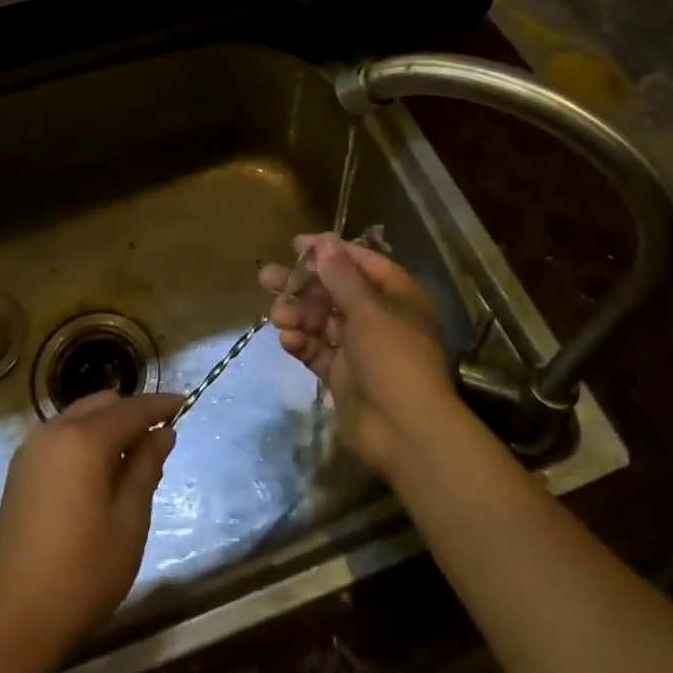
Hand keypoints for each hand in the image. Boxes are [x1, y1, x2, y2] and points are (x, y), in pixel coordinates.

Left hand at [0, 389, 182, 667]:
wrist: (15, 622)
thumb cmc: (83, 573)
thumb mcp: (129, 522)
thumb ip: (146, 468)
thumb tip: (162, 433)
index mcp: (84, 440)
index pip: (132, 409)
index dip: (160, 405)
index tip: (185, 403)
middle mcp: (54, 431)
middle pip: (102, 405)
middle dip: (132, 413)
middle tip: (159, 439)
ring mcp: (32, 449)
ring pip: (79, 417)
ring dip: (107, 426)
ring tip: (132, 458)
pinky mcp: (20, 470)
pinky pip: (61, 436)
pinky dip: (85, 439)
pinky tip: (99, 471)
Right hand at [260, 233, 457, 474]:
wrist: (405, 431)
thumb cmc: (393, 356)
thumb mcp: (368, 309)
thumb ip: (341, 276)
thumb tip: (324, 242)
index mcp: (397, 296)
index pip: (361, 263)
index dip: (330, 251)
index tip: (297, 244)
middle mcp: (379, 318)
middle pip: (335, 292)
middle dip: (302, 285)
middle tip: (267, 276)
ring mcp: (360, 348)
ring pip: (322, 321)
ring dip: (299, 314)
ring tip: (278, 315)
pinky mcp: (343, 376)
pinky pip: (318, 351)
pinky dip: (303, 343)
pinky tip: (288, 340)